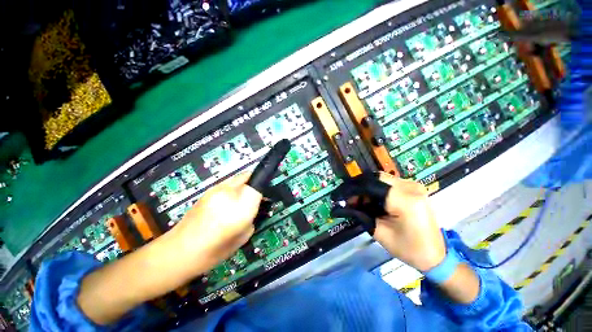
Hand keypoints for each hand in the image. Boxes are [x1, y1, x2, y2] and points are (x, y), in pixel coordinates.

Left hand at [173, 173, 262, 265]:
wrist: (179, 252)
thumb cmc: (215, 251)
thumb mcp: (244, 236)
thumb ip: (253, 216)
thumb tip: (255, 205)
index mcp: (240, 207)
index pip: (258, 186)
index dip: (264, 188)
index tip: (266, 195)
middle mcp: (229, 193)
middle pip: (247, 176)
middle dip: (255, 182)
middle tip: (256, 195)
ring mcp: (215, 190)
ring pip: (237, 178)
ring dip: (244, 184)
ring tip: (241, 199)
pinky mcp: (207, 191)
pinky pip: (227, 183)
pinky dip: (233, 188)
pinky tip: (227, 202)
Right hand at [332, 172, 445, 271]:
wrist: (437, 255)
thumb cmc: (409, 249)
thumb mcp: (379, 232)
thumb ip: (359, 214)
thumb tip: (339, 206)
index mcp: (404, 200)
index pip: (368, 186)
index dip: (349, 190)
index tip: (336, 197)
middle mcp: (409, 186)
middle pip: (373, 177)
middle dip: (355, 187)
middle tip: (344, 198)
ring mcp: (412, 185)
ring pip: (378, 178)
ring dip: (363, 188)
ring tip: (354, 201)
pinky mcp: (412, 187)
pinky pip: (386, 183)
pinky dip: (373, 189)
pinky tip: (367, 200)